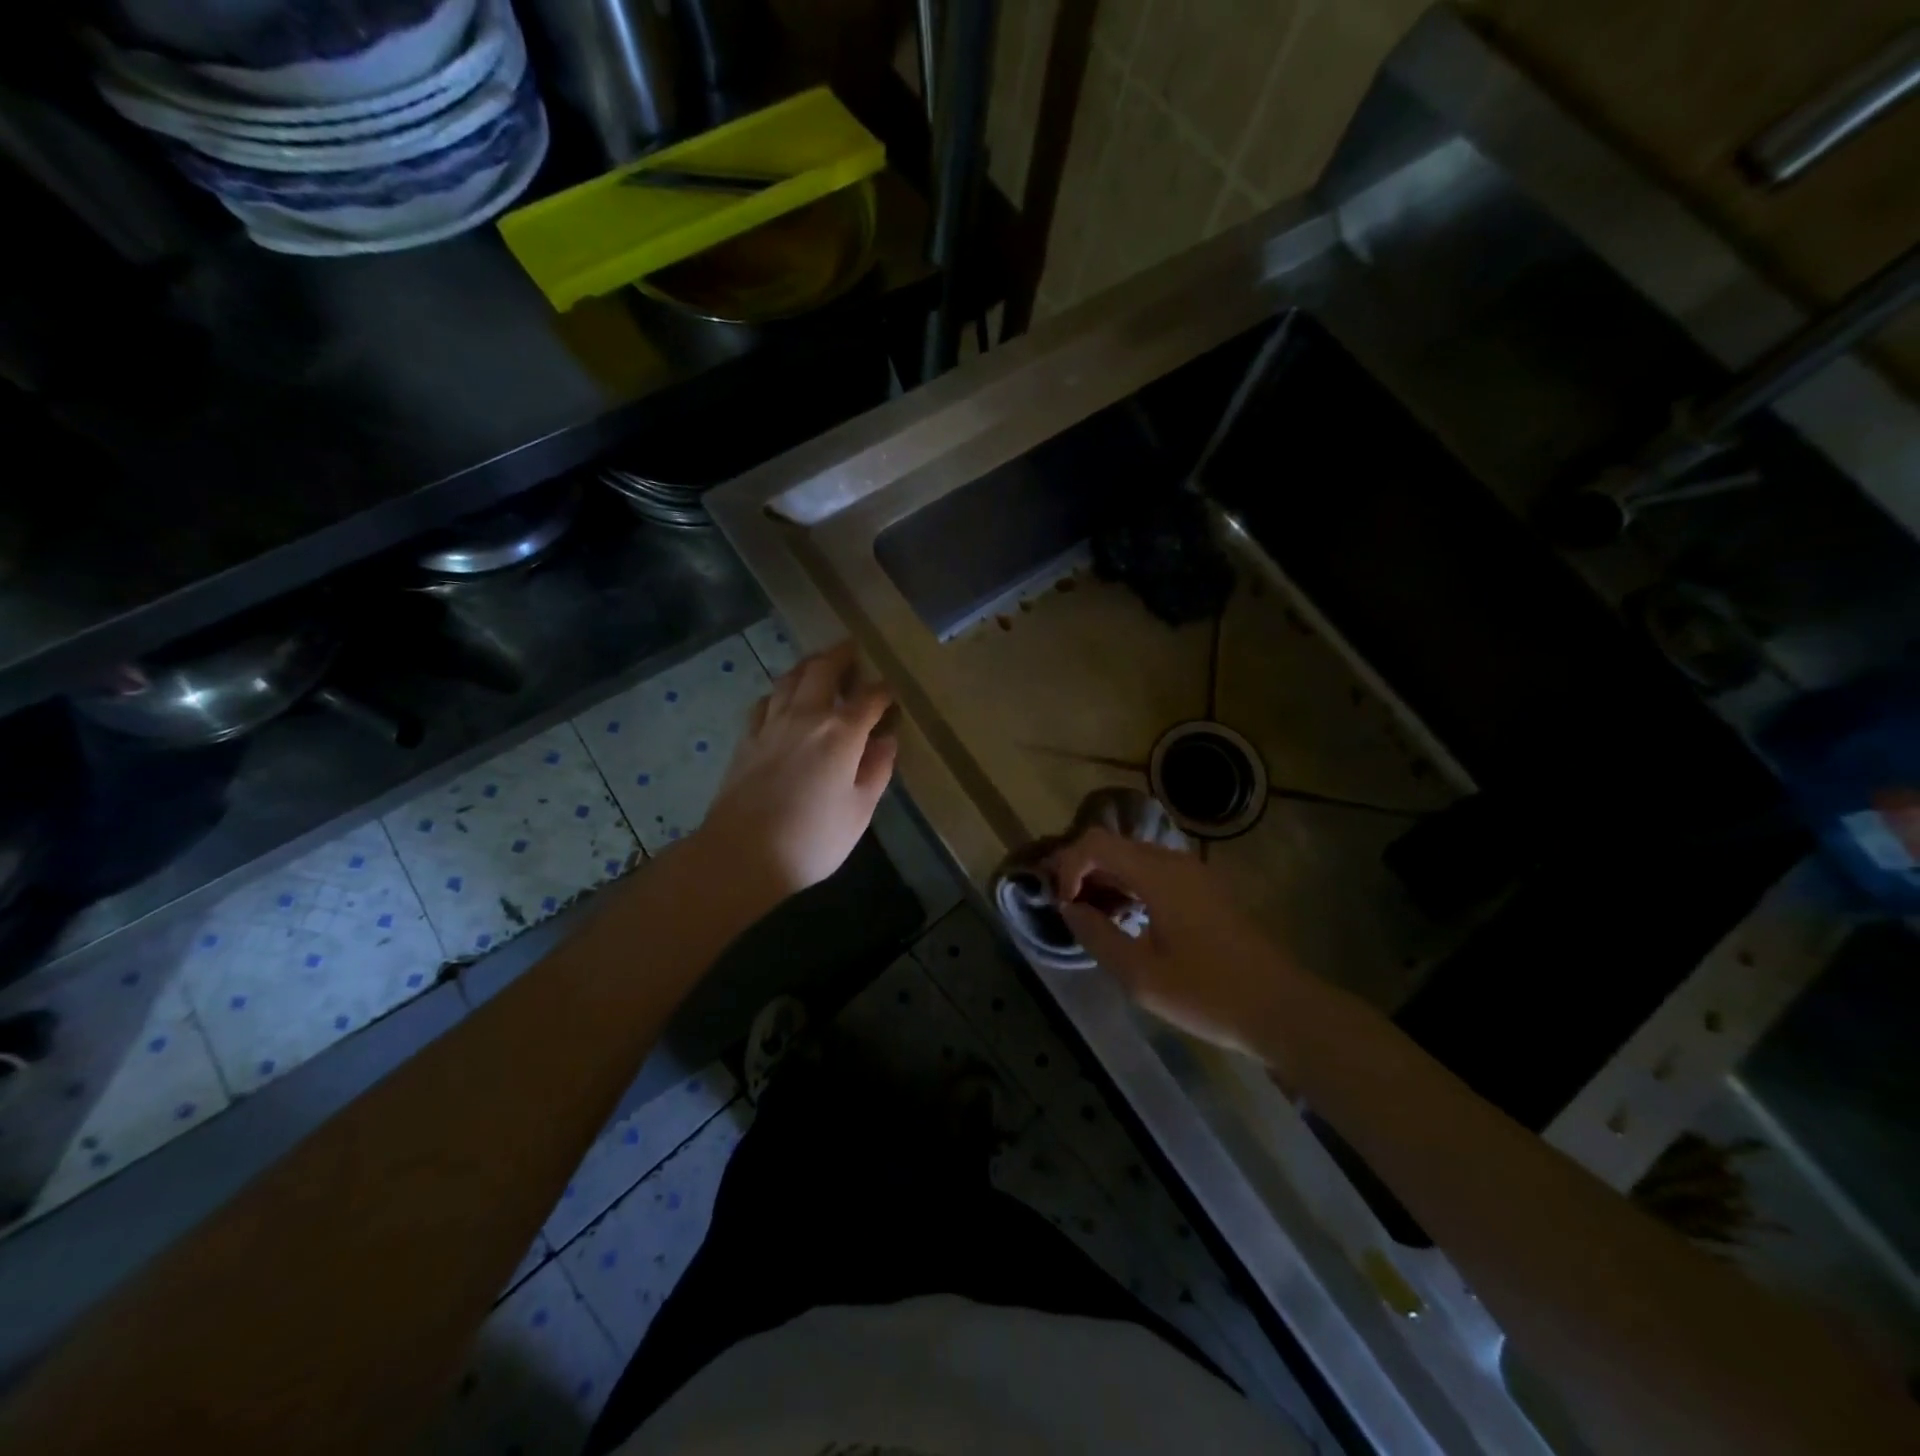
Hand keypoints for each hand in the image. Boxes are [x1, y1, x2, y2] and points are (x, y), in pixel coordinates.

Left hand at [697, 641, 897, 902]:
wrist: (742, 854)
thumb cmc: (812, 839)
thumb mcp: (859, 811)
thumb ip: (876, 770)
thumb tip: (886, 741)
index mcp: (841, 732)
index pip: (869, 698)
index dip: (883, 692)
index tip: (890, 693)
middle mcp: (806, 716)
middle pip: (823, 671)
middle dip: (841, 656)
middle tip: (852, 650)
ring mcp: (771, 723)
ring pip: (790, 678)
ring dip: (808, 666)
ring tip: (818, 664)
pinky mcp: (746, 738)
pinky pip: (765, 701)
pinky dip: (779, 691)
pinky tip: (782, 698)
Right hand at [1045, 828, 1292, 1056]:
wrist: (1282, 1009)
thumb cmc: (1208, 994)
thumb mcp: (1140, 975)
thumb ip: (1097, 936)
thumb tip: (1069, 908)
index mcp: (1158, 874)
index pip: (1095, 843)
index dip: (1068, 866)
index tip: (1062, 905)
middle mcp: (1175, 862)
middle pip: (1114, 845)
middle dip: (1082, 871)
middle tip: (1066, 909)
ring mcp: (1193, 874)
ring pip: (1134, 859)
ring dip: (1105, 881)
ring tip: (1092, 919)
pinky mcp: (1204, 891)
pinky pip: (1154, 874)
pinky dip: (1130, 888)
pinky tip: (1126, 922)